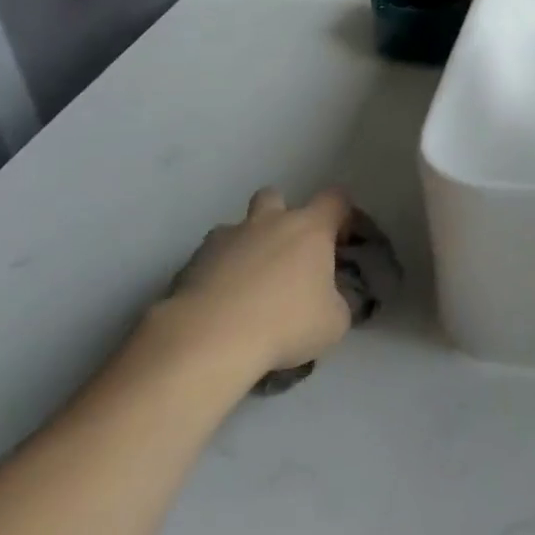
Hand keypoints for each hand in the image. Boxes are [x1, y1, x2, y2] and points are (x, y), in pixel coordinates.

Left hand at [146, 187, 355, 393]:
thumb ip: (339, 302)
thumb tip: (333, 299)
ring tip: (248, 283)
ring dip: (246, 244)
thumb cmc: (285, 323)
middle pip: (276, 196)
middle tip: (286, 254)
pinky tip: (221, 302)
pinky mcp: (193, 259)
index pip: (335, 200)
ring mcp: (227, 237)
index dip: (342, 216)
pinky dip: (218, 270)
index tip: (340, 243)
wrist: (210, 338)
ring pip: (238, 226)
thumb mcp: (334, 322)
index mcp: (310, 228)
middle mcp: (269, 222)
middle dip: (281, 216)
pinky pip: (212, 255)